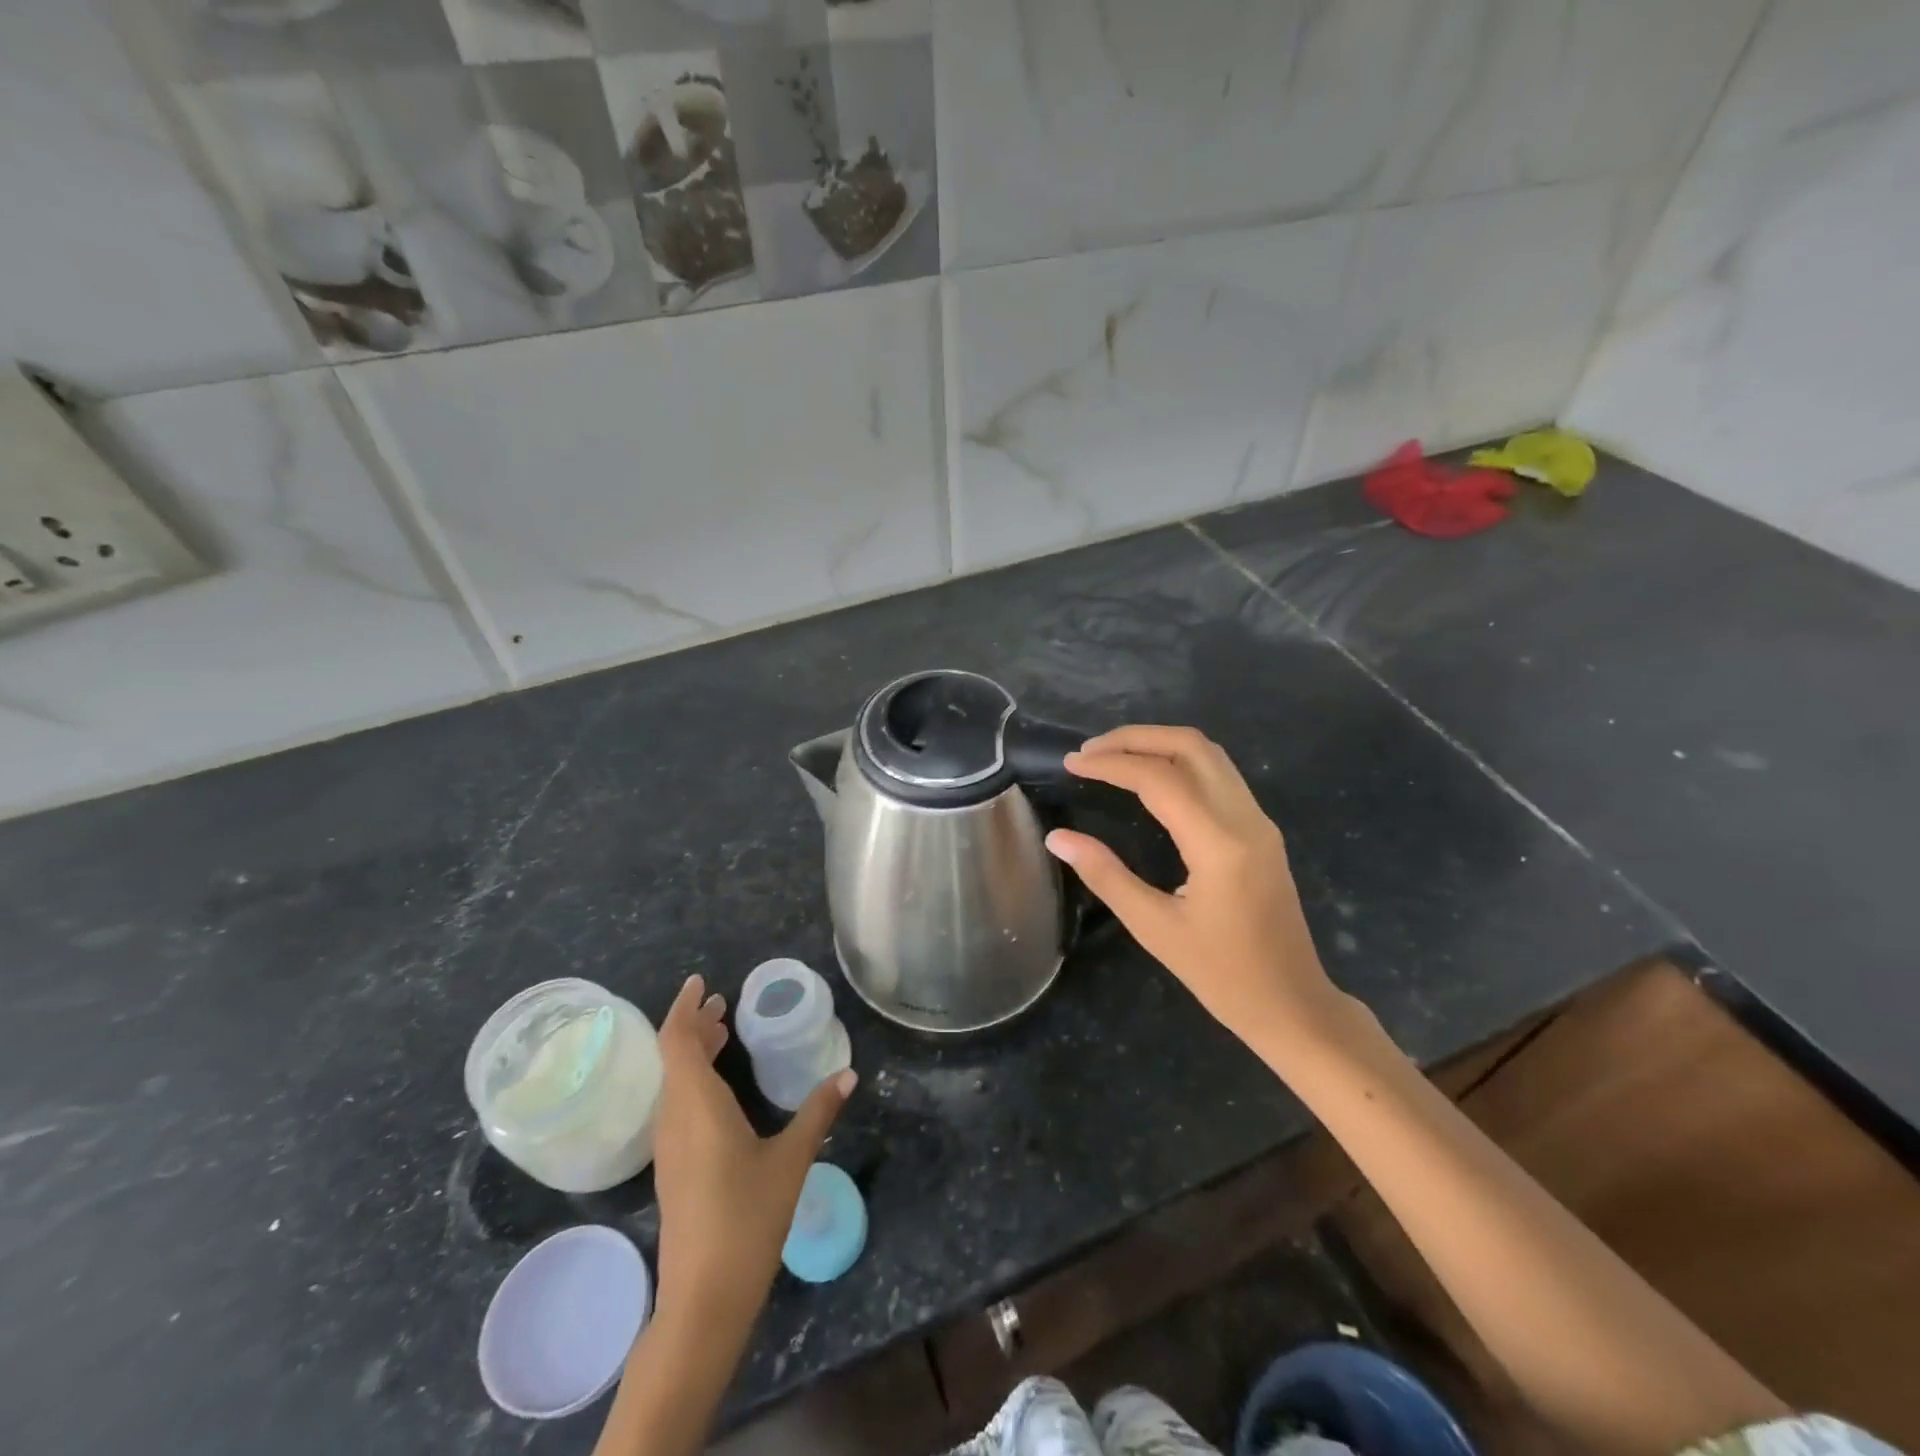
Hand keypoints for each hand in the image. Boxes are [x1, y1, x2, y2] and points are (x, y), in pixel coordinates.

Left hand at [651, 975, 855, 1327]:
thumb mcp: (791, 1159)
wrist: (703, 1300)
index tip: (703, 982)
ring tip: (724, 1033)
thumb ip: (818, 1112)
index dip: (685, 1007)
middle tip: (724, 1003)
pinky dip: (695, 1080)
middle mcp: (675, 1119)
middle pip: (673, 1057)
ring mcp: (669, 1147)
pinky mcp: (674, 1169)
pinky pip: (677, 1105)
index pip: (677, 1041)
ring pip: (674, 1082)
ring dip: (694, 1052)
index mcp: (697, 1106)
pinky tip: (721, 1089)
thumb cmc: (747, 1219)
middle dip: (695, 1025)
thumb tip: (849, 1073)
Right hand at [1045, 725, 1343, 1054]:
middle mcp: (1245, 819)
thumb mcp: (1154, 928)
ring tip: (1112, 756)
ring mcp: (1259, 821)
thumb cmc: (1222, 976)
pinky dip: (1178, 761)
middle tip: (1090, 751)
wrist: (1292, 1005)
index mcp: (1220, 844)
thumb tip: (1058, 837)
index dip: (1111, 763)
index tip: (1072, 763)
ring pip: (1209, 754)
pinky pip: (1219, 775)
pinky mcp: (1261, 830)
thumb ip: (1104, 875)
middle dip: (1136, 737)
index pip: (1160, 778)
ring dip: (1158, 744)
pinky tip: (1149, 779)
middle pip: (1191, 746)